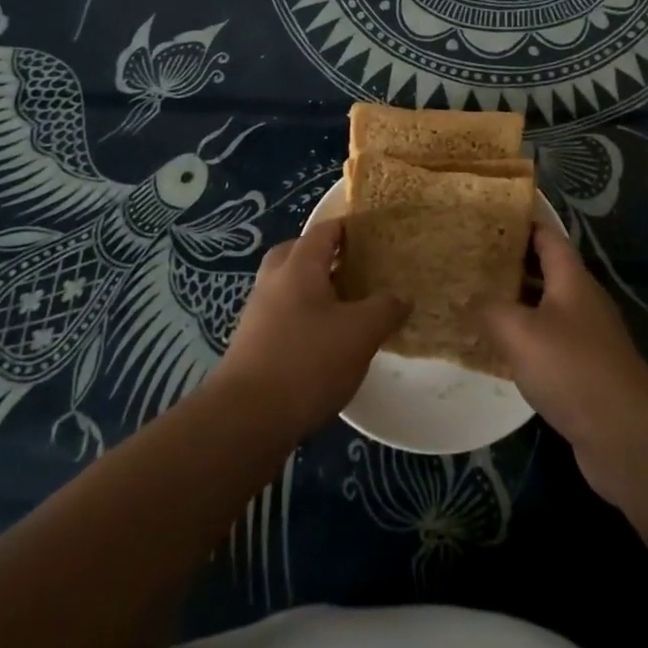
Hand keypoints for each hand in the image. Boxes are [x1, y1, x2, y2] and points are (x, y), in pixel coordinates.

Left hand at [217, 220, 408, 441]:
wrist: (246, 420)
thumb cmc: (307, 362)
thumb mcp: (360, 333)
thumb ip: (384, 309)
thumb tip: (401, 298)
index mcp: (298, 266)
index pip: (324, 230)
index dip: (349, 228)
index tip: (375, 235)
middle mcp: (273, 282)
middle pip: (299, 254)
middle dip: (326, 257)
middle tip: (356, 269)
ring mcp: (258, 314)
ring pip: (289, 287)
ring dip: (314, 291)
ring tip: (347, 309)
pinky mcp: (253, 346)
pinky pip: (283, 317)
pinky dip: (304, 320)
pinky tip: (326, 344)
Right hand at [476, 223, 647, 506]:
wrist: (627, 437)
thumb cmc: (574, 369)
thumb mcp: (520, 333)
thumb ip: (488, 310)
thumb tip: (463, 297)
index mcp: (572, 279)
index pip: (547, 235)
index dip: (521, 222)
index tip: (487, 217)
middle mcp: (581, 301)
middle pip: (544, 270)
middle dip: (508, 262)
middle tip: (468, 259)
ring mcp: (586, 337)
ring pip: (544, 308)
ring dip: (513, 303)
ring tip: (473, 299)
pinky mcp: (584, 371)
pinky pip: (547, 343)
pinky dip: (522, 340)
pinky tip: (495, 350)